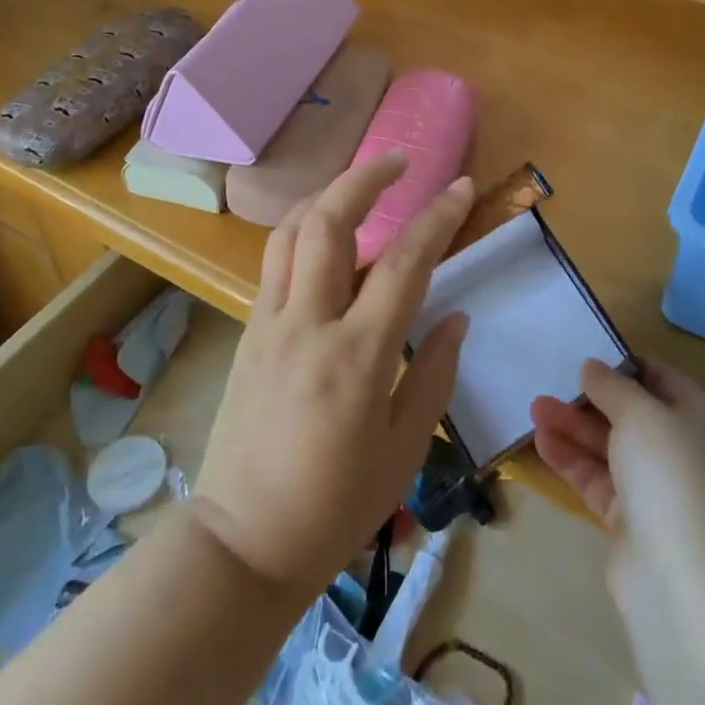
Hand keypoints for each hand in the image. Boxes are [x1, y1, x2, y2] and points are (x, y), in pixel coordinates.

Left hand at [190, 152, 474, 594]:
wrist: (242, 544)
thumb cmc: (334, 507)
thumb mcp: (402, 450)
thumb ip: (433, 374)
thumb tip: (455, 316)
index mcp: (357, 356)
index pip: (405, 264)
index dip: (437, 218)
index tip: (462, 187)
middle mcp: (308, 324)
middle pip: (329, 223)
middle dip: (366, 178)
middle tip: (398, 160)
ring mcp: (269, 324)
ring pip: (290, 232)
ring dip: (327, 196)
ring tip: (359, 186)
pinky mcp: (248, 334)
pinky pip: (275, 263)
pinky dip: (303, 232)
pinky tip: (326, 240)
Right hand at [531, 359, 704, 605]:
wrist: (689, 585)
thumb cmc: (673, 478)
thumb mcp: (642, 415)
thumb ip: (613, 387)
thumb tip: (593, 367)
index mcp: (702, 418)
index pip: (660, 377)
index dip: (623, 363)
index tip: (584, 351)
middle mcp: (683, 450)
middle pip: (631, 413)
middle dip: (590, 397)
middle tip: (550, 381)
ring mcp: (658, 489)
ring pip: (610, 447)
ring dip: (574, 426)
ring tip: (534, 407)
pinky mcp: (632, 522)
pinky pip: (598, 480)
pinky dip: (572, 460)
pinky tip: (542, 441)